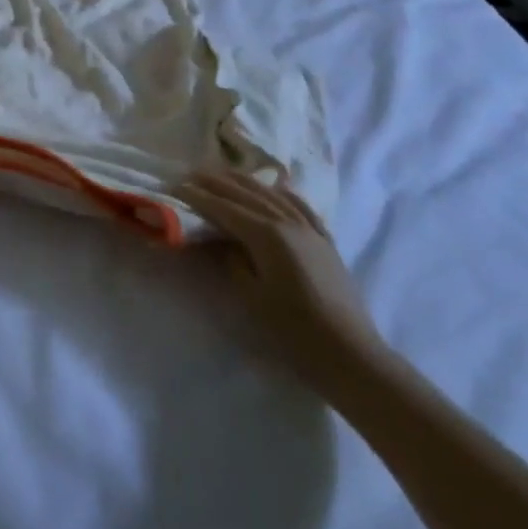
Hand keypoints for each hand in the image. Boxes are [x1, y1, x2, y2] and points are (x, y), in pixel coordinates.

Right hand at [183, 170, 382, 387]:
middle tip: (192, 174)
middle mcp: (289, 223)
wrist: (350, 354)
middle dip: (218, 183)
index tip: (177, 187)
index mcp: (267, 236)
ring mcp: (311, 230)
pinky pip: (301, 207)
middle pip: (248, 195)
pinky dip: (284, 194)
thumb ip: (234, 262)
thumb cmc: (294, 330)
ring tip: (225, 175)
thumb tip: (224, 242)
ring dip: (246, 183)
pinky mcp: (325, 242)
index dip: (200, 197)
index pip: (225, 209)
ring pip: (274, 195)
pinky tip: (276, 188)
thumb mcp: (252, 297)